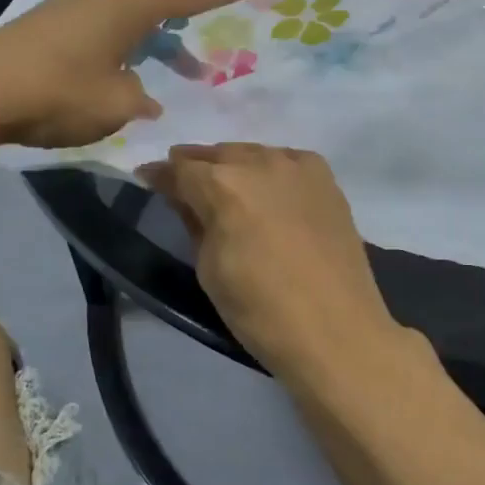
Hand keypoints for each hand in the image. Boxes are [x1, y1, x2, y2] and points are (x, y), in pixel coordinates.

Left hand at [0, 0, 276, 148]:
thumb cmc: (58, 93)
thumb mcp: (114, 104)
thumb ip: (139, 95)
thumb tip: (142, 94)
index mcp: (133, 2)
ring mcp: (84, 1)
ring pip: (145, 5)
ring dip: (172, 29)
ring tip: (194, 63)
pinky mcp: (64, 18)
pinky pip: (119, 19)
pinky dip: (141, 37)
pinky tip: (142, 67)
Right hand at [137, 144, 404, 376]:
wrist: (336, 331)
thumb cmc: (260, 310)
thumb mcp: (209, 269)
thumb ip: (193, 221)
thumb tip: (181, 196)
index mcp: (223, 185)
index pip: (179, 169)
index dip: (159, 174)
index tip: (147, 177)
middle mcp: (259, 162)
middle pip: (217, 154)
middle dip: (195, 165)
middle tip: (182, 182)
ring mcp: (297, 166)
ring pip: (253, 153)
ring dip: (233, 165)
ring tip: (224, 185)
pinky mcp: (326, 178)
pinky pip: (287, 161)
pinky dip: (270, 170)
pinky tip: (267, 189)